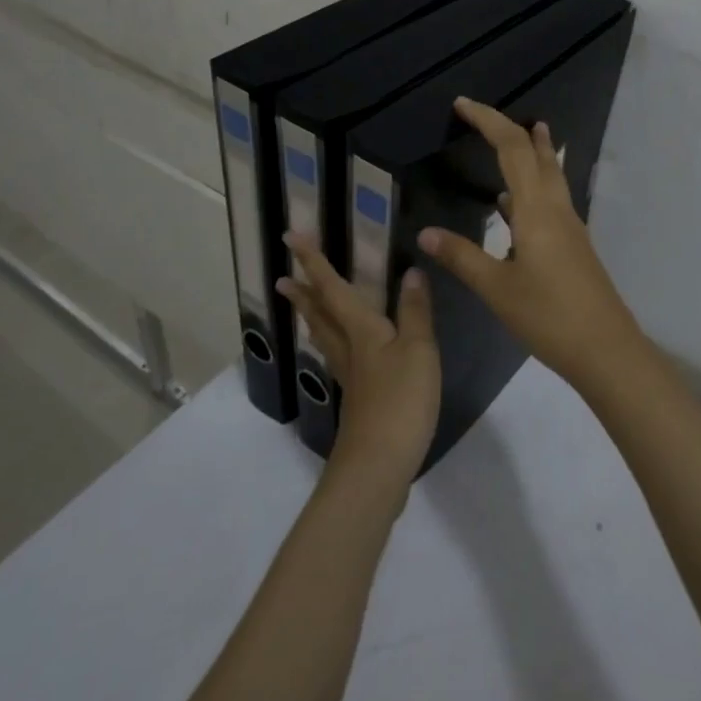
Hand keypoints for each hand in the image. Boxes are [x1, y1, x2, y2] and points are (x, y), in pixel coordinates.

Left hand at [278, 233, 441, 486]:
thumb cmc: (402, 400)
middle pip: (320, 314)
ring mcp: (350, 376)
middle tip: (281, 277)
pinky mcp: (357, 398)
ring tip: (302, 307)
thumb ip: (415, 311)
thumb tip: (411, 272)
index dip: (313, 262)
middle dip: (303, 293)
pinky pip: (337, 358)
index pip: (333, 288)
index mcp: (361, 330)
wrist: (380, 464)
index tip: (291, 237)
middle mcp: (349, 348)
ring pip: (325, 337)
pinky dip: (331, 344)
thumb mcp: (419, 349)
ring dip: (312, 317)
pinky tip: (340, 352)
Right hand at [418, 97, 642, 388]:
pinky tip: (514, 204)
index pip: (511, 149)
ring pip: (550, 174)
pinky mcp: (573, 244)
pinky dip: (532, 186)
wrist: (605, 349)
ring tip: (518, 136)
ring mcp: (570, 226)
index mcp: (536, 210)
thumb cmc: (548, 316)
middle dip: (510, 128)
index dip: (487, 120)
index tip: (462, 104)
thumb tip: (425, 233)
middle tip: (482, 114)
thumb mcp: (497, 288)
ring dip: (532, 151)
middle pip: (536, 153)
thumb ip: (461, 257)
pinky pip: (551, 199)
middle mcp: (556, 208)